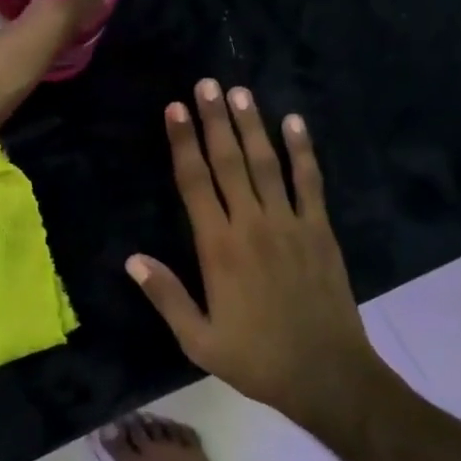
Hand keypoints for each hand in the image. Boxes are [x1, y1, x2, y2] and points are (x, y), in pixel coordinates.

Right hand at [127, 79, 404, 434]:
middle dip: (214, 120)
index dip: (183, 143)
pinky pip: (310, 183)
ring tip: (239, 92)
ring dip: (251, 126)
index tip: (175, 110)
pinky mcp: (321, 232)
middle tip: (205, 84)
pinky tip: (295, 123)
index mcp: (219, 248)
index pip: (194, 183)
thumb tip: (132, 259)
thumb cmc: (256, 358)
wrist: (328, 376)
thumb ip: (166, 295)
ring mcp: (291, 225)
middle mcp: (252, 225)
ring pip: (266, 164)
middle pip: (229, 162)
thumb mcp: (198, 339)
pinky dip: (303, 152)